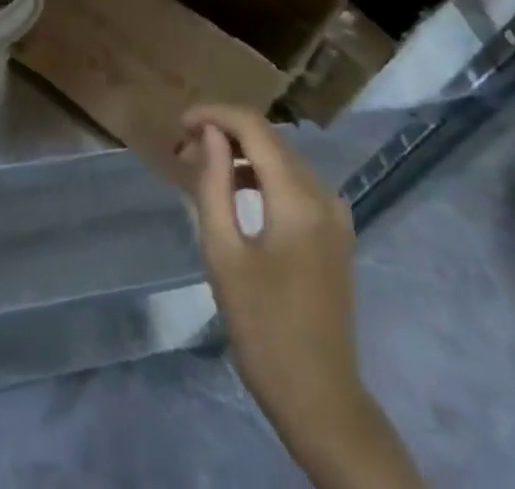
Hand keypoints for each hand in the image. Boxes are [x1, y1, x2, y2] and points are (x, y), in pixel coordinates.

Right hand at [182, 105, 421, 486]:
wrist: (321, 400)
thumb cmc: (264, 329)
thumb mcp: (224, 254)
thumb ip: (214, 184)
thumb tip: (210, 134)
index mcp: (298, 197)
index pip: (254, 127)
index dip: (214, 114)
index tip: (179, 124)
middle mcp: (323, 194)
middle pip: (270, 138)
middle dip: (225, 132)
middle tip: (184, 148)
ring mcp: (335, 213)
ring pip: (282, 157)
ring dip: (242, 152)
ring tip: (201, 166)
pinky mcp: (334, 232)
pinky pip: (295, 182)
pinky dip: (262, 174)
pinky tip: (235, 190)